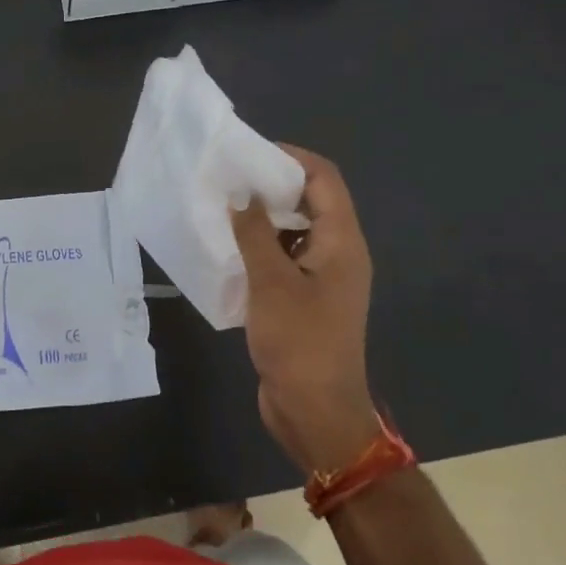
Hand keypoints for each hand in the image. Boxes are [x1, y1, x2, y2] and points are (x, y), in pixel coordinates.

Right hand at [229, 145, 383, 475]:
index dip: (291, 158)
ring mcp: (323, 279)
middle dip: (272, 186)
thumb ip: (254, 234)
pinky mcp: (305, 300)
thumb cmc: (299, 343)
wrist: (315, 411)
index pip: (324, 179)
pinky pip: (284, 260)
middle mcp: (338, 253)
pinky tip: (229, 250)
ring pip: (295, 232)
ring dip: (263, 219)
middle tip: (230, 179)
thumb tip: (242, 195)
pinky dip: (261, 248)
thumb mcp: (271, 283)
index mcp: (342, 242)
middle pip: (311, 201)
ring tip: (223, 209)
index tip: (250, 153)